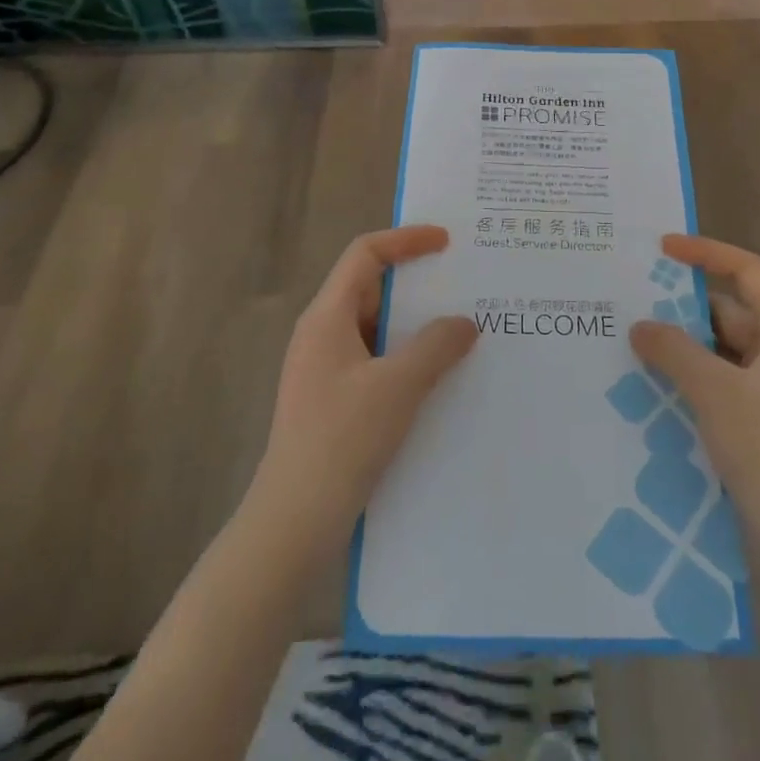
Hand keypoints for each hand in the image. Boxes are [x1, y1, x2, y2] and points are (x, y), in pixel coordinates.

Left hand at [250, 227, 476, 547]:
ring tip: (460, 328)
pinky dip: (407, 354)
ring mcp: (326, 368)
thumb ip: (436, 346)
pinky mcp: (334, 399)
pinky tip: (438, 375)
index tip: (447, 241)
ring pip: (376, 326)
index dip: (406, 239)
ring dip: (415, 322)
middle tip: (462, 282)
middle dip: (416, 280)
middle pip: (370, 286)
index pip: (365, 254)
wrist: (294, 521)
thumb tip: (465, 323)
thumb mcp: (398, 386)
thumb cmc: (342, 440)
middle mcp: (322, 333)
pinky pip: (376, 358)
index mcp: (327, 316)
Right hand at [630, 235, 759, 585]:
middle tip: (631, 304)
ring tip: (630, 345)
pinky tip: (650, 389)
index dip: (706, 253)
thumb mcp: (716, 392)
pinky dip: (688, 381)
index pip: (747, 271)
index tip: (662, 248)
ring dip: (681, 349)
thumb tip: (640, 325)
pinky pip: (718, 385)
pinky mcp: (759, 425)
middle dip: (682, 308)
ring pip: (719, 352)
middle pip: (729, 312)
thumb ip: (674, 351)